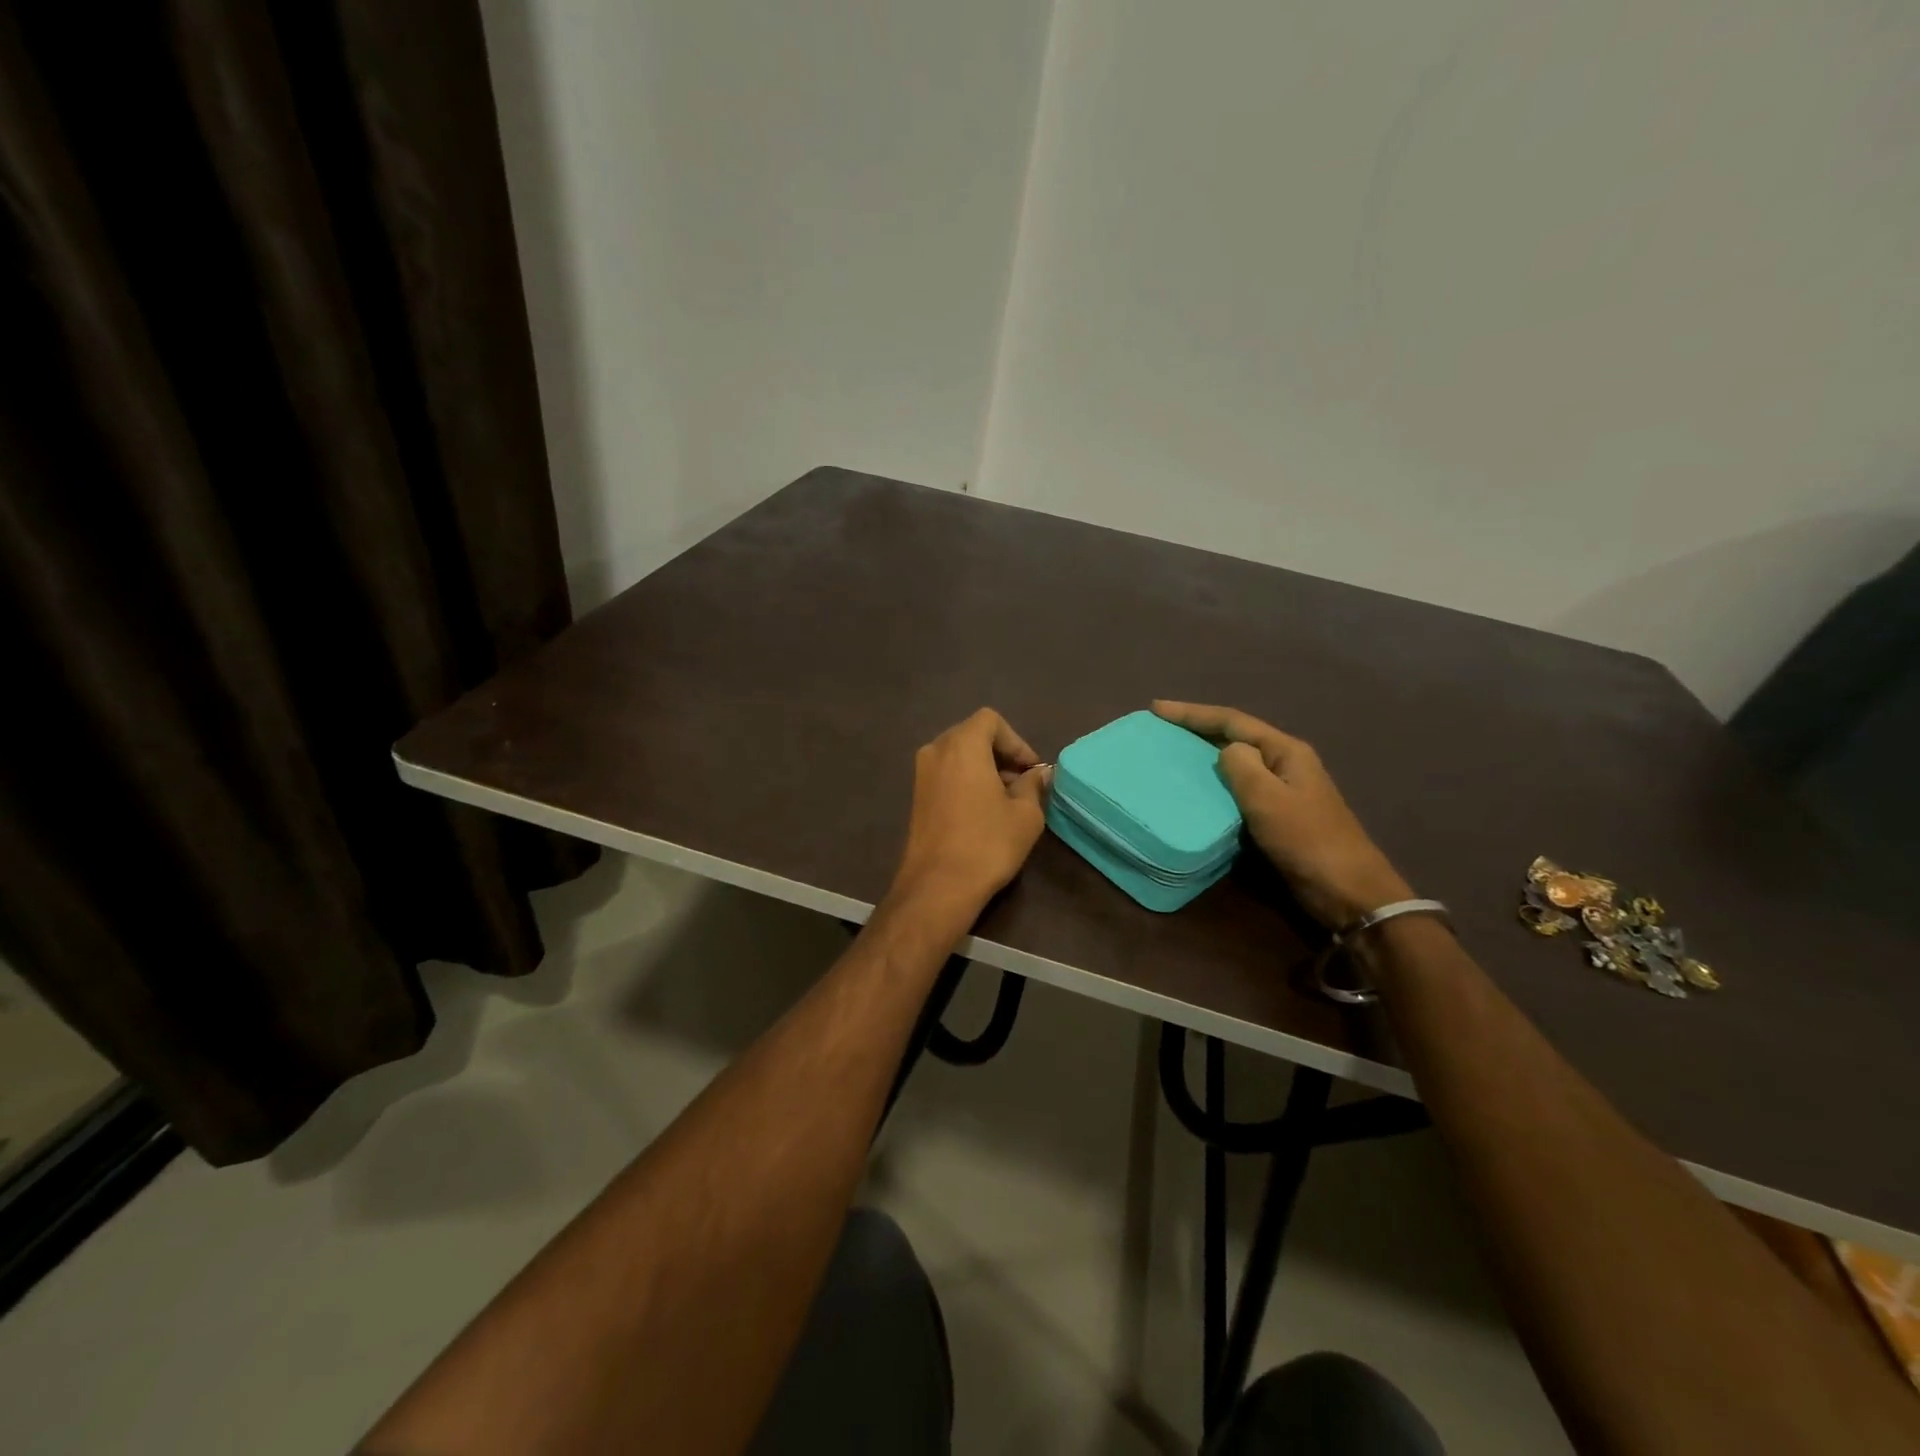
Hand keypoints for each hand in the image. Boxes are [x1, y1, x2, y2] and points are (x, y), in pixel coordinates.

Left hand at [890, 708, 1051, 916]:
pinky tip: (983, 811)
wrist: (938, 886)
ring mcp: (921, 774)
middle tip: (1023, 783)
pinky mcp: (916, 796)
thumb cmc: (987, 843)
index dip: (1016, 741)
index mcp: (962, 745)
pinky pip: (947, 774)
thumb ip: (1033, 785)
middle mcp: (936, 751)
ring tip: (1007, 799)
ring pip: (959, 756)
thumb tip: (1038, 774)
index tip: (1031, 770)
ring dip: (984, 768)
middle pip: (973, 735)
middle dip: (1001, 754)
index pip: (991, 721)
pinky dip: (967, 781)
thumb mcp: (1025, 814)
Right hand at [1152, 701, 1410, 927]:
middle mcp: (1285, 763)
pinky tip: (1196, 792)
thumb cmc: (1306, 840)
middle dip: (1197, 729)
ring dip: (1205, 756)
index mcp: (1285, 751)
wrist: (1348, 891)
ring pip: (1237, 762)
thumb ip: (1241, 766)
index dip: (1192, 713)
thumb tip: (1225, 751)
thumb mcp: (1268, 798)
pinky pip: (1240, 789)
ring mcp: (1284, 789)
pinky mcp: (1279, 815)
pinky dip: (1216, 784)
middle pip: (1235, 735)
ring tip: (1172, 756)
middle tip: (1160, 729)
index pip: (1232, 721)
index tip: (1157, 709)